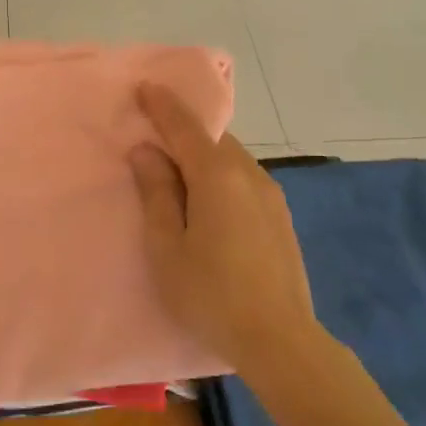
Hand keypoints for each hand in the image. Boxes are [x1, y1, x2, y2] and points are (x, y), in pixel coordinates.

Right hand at [129, 82, 322, 375]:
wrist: (279, 339)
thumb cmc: (210, 294)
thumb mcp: (167, 247)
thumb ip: (156, 193)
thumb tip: (146, 150)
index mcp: (217, 176)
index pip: (186, 126)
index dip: (163, 105)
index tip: (145, 86)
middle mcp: (249, 175)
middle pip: (213, 139)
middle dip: (184, 129)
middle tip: (154, 131)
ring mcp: (271, 196)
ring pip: (231, 158)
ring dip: (204, 154)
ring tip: (178, 168)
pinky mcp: (280, 217)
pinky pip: (244, 178)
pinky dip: (221, 173)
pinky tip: (209, 198)